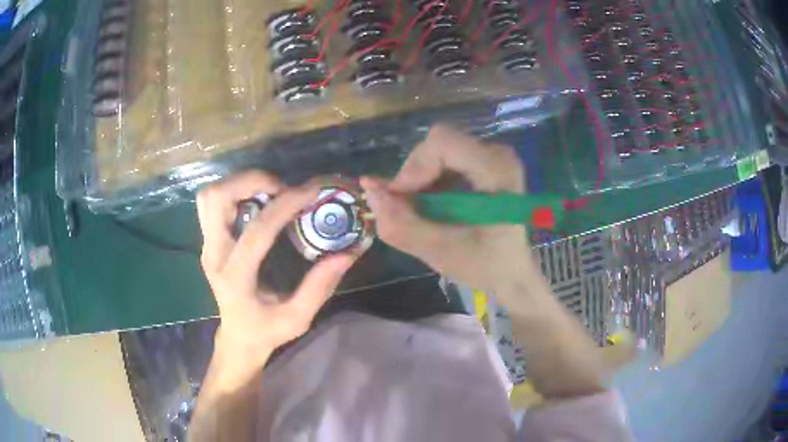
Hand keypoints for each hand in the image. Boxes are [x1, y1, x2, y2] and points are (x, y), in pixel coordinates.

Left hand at [197, 172, 356, 368]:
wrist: (237, 337)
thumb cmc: (266, 331)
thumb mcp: (297, 318)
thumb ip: (319, 287)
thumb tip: (347, 254)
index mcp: (235, 278)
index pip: (257, 231)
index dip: (285, 205)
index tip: (311, 191)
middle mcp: (214, 256)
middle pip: (217, 200)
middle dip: (250, 181)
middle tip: (282, 187)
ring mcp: (207, 246)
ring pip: (210, 197)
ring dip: (239, 184)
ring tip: (269, 190)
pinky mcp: (208, 241)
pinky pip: (212, 203)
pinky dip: (232, 192)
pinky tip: (256, 200)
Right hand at [360, 125, 542, 300]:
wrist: (512, 273)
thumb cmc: (485, 266)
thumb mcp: (441, 252)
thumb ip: (402, 224)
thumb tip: (369, 188)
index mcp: (497, 170)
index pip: (442, 142)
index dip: (413, 167)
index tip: (399, 200)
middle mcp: (497, 154)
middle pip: (437, 144)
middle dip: (413, 176)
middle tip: (405, 210)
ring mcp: (492, 156)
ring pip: (436, 152)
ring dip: (419, 182)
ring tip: (419, 213)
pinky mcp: (484, 163)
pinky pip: (444, 161)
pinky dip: (429, 183)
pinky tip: (433, 208)